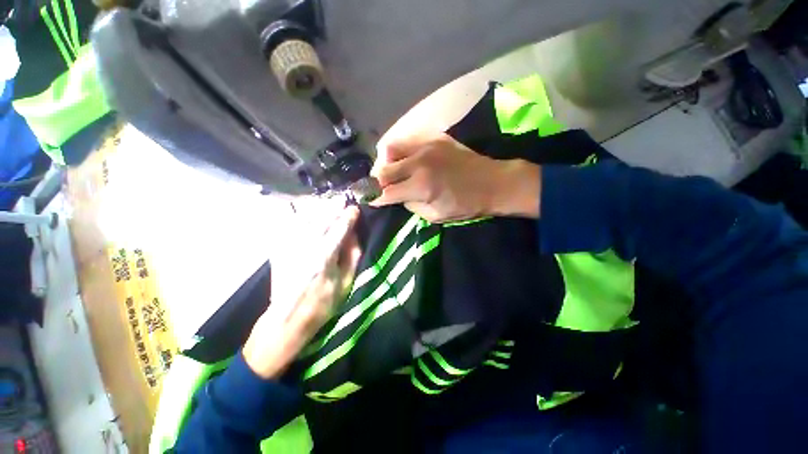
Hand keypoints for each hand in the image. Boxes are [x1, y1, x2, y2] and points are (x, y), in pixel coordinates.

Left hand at [243, 207, 361, 378]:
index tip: (355, 209)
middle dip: (333, 207)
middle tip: (342, 199)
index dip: (348, 217)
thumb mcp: (346, 283)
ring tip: (327, 202)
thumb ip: (352, 256)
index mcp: (324, 259)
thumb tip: (353, 234)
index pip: (339, 230)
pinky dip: (297, 216)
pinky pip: (288, 226)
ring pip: (304, 219)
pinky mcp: (279, 250)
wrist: (287, 318)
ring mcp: (289, 247)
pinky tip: (304, 211)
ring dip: (317, 208)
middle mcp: (305, 248)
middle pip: (321, 220)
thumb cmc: (323, 303)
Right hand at [370, 132, 540, 221]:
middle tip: (378, 187)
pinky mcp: (434, 138)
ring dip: (384, 161)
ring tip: (389, 170)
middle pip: (384, 169)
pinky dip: (399, 151)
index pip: (388, 192)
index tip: (371, 200)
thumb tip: (398, 196)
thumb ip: (412, 206)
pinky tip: (404, 159)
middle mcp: (419, 163)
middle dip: (376, 180)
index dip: (376, 198)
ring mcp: (426, 146)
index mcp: (421, 186)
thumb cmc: (466, 204)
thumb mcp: (436, 215)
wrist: (493, 182)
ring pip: (391, 148)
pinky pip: (407, 141)